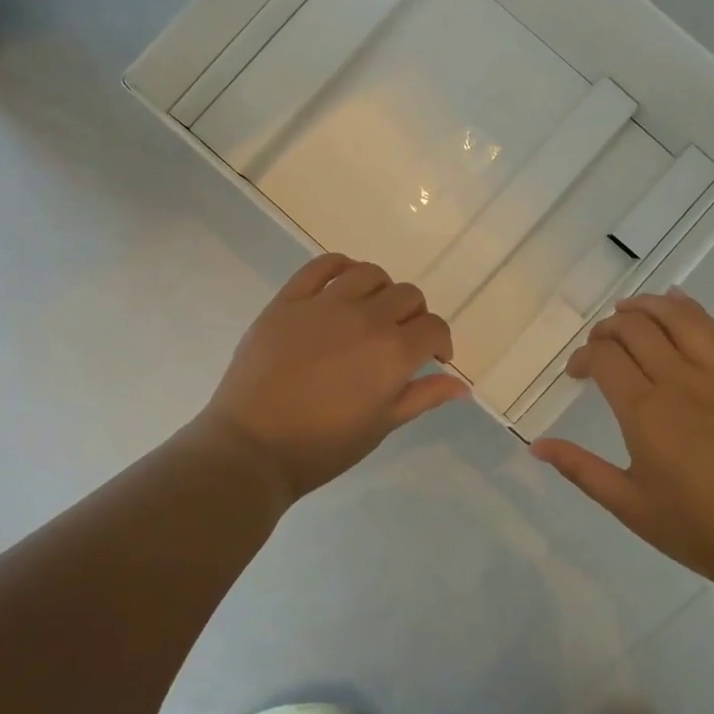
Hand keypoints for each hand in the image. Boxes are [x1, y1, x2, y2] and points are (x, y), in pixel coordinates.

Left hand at [198, 253, 468, 503]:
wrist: (251, 447)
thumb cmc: (322, 447)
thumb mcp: (380, 426)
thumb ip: (422, 397)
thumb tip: (461, 385)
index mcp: (393, 352)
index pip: (434, 328)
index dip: (440, 342)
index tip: (432, 358)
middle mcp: (365, 318)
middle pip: (407, 296)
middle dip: (414, 316)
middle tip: (400, 340)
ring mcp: (324, 304)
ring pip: (370, 274)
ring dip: (381, 290)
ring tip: (371, 312)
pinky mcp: (288, 301)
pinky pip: (321, 266)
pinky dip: (340, 267)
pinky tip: (343, 284)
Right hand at [531, 289, 713, 590]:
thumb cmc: (696, 528)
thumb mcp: (629, 505)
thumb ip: (581, 469)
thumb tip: (536, 445)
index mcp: (645, 413)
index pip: (604, 357)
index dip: (583, 357)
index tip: (577, 374)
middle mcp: (679, 382)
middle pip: (636, 329)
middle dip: (608, 329)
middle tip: (600, 347)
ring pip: (677, 318)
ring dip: (646, 307)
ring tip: (628, 311)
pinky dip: (690, 309)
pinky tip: (676, 301)